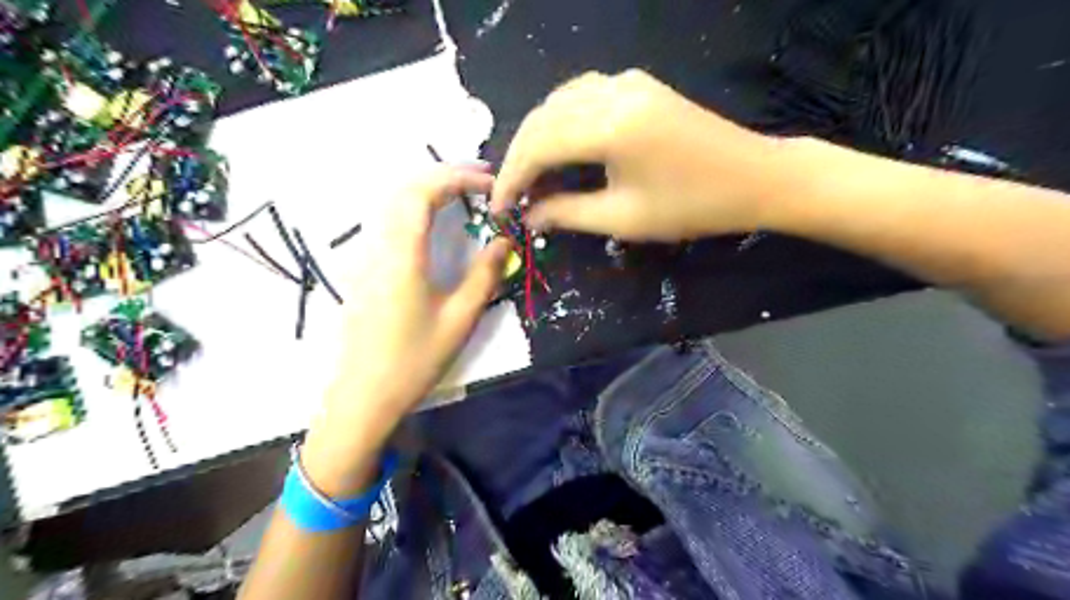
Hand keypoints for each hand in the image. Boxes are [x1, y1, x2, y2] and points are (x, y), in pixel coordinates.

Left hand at [328, 167, 507, 424]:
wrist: (363, 396)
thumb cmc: (414, 360)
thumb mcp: (459, 319)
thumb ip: (484, 275)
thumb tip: (505, 240)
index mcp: (402, 256)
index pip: (423, 194)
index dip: (457, 178)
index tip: (491, 183)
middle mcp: (377, 247)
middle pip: (404, 189)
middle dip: (444, 174)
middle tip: (482, 178)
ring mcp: (365, 258)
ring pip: (392, 203)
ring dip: (428, 187)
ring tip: (463, 191)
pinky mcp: (363, 271)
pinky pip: (388, 222)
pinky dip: (414, 206)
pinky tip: (434, 219)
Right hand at [492, 68, 782, 238]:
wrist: (754, 177)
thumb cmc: (693, 207)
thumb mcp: (624, 219)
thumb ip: (568, 214)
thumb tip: (530, 217)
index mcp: (610, 126)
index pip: (538, 145)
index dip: (512, 179)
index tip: (499, 208)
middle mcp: (612, 91)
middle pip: (542, 118)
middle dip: (520, 159)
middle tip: (513, 197)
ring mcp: (626, 81)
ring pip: (558, 103)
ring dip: (538, 138)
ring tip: (532, 177)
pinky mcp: (637, 84)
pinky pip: (582, 96)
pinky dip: (561, 122)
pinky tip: (559, 147)